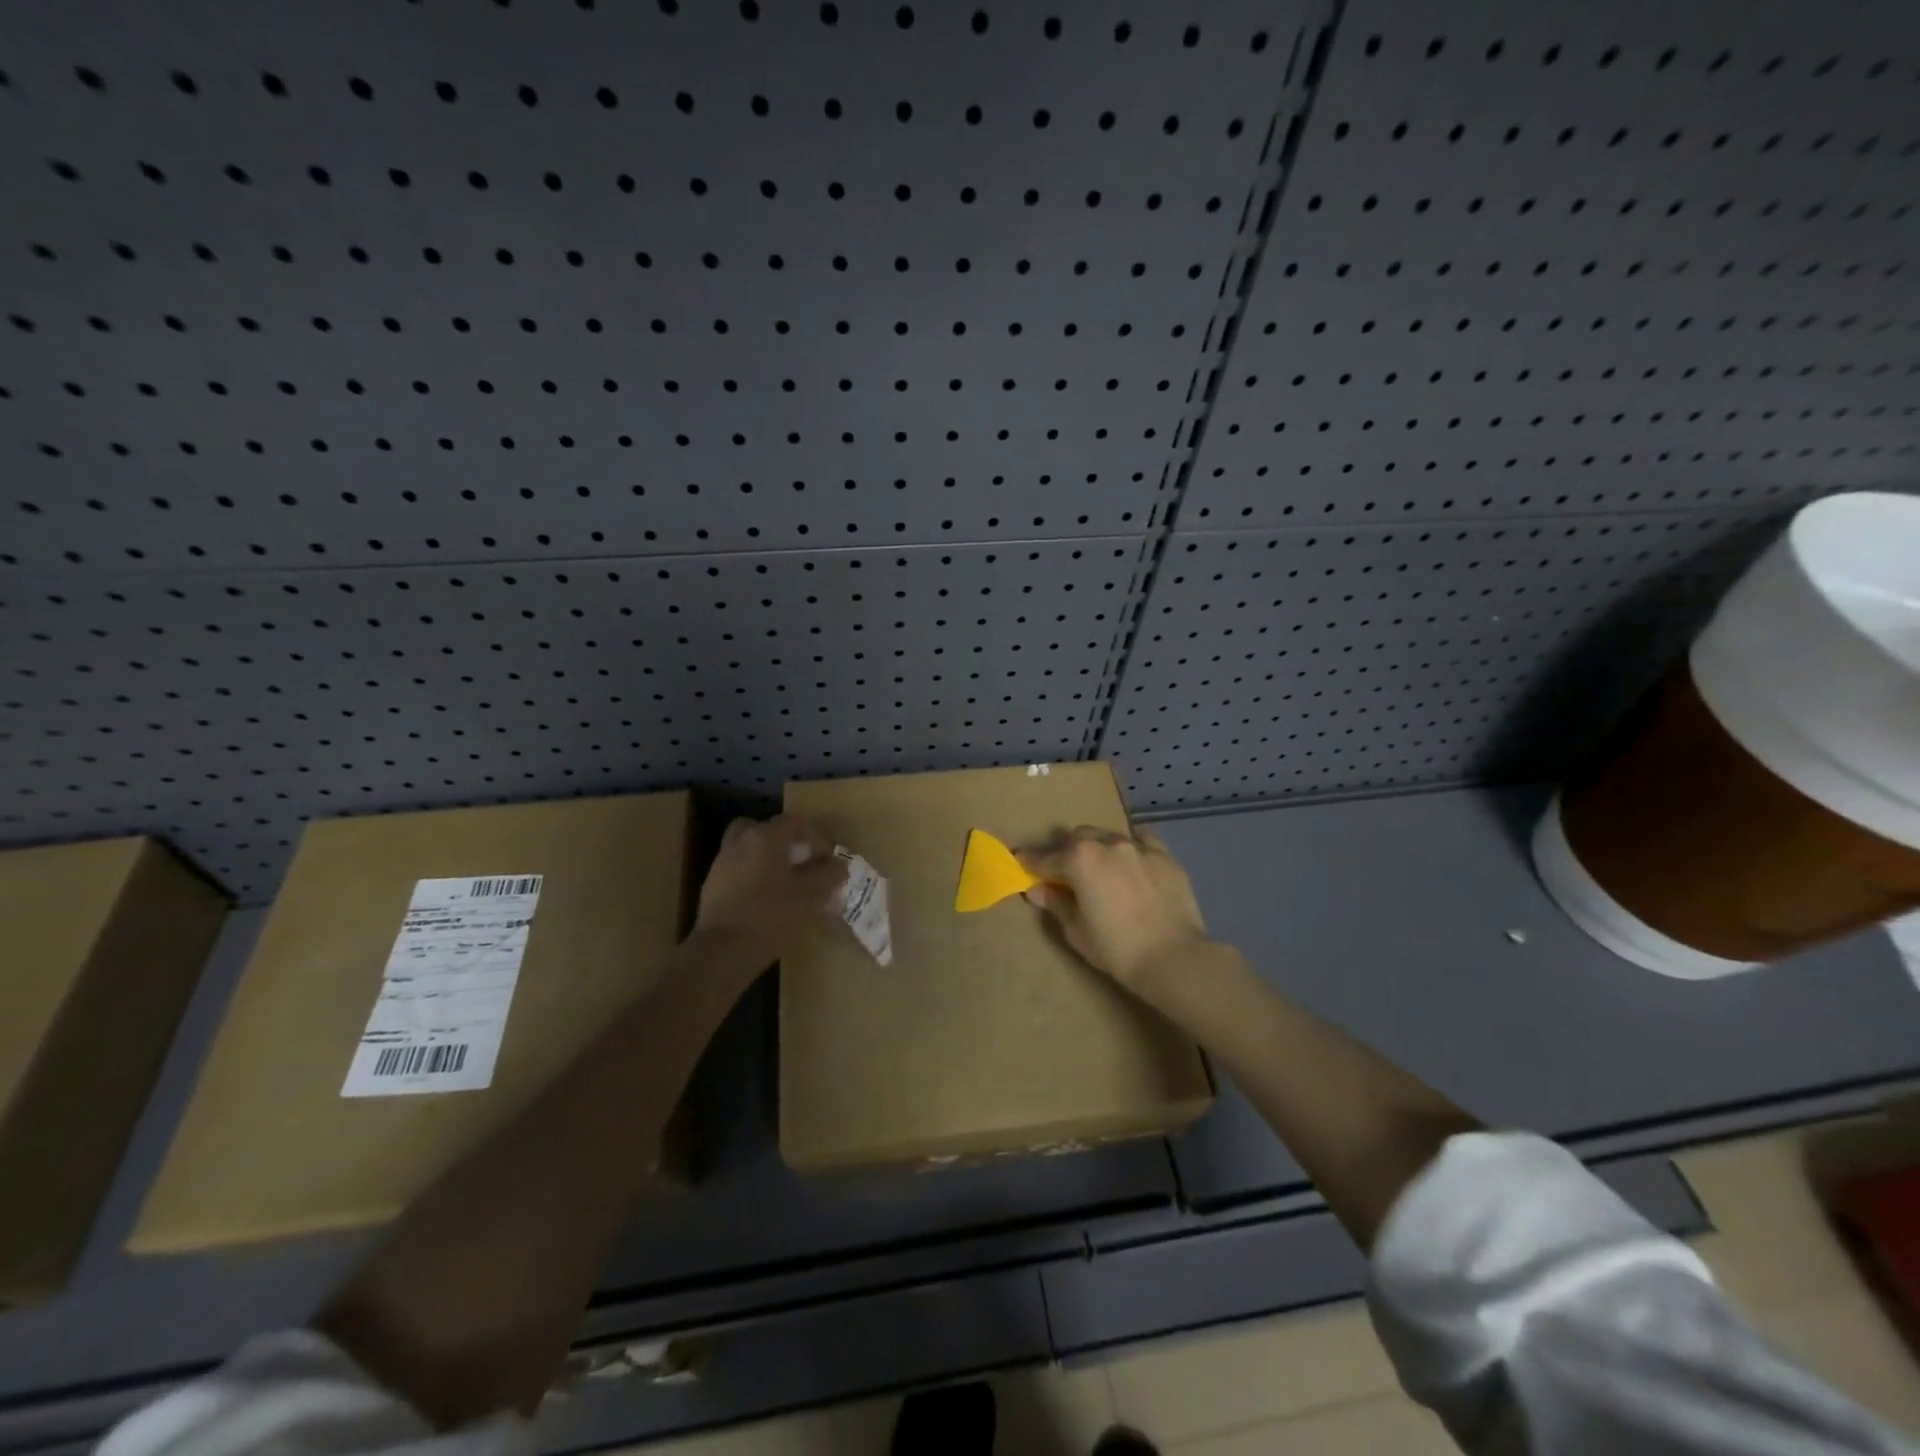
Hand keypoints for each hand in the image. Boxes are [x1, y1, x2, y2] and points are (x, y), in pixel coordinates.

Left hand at [694, 815, 846, 965]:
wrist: (723, 950)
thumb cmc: (772, 915)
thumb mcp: (812, 895)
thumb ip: (829, 875)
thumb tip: (838, 865)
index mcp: (766, 837)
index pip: (795, 823)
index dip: (816, 838)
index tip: (828, 861)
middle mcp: (740, 841)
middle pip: (766, 830)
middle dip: (786, 843)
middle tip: (800, 863)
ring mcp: (722, 863)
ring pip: (749, 849)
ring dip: (767, 860)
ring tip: (784, 884)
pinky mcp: (712, 886)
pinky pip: (738, 870)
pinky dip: (752, 876)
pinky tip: (764, 900)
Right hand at [1018, 827, 1211, 995]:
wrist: (1173, 958)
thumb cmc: (1116, 949)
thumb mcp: (1077, 930)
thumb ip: (1056, 903)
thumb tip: (1037, 889)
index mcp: (1079, 860)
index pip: (1045, 858)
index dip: (1030, 862)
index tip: (1020, 862)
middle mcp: (1107, 844)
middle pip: (1078, 838)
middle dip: (1066, 851)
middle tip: (1064, 871)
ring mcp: (1138, 847)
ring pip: (1109, 836)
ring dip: (1098, 847)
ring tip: (1100, 867)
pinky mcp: (1165, 856)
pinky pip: (1143, 840)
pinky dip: (1132, 845)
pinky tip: (1133, 857)